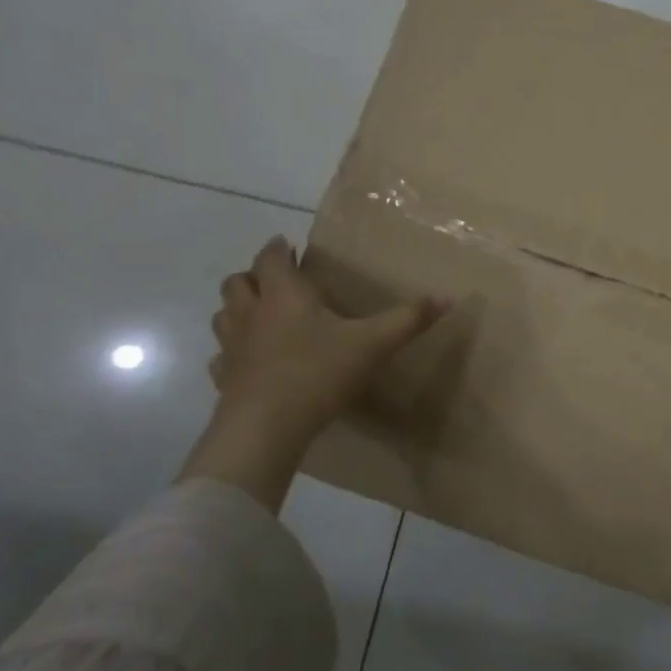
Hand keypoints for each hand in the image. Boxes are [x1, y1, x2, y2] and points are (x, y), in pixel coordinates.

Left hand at [209, 235, 445, 439]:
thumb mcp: (374, 344)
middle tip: (276, 281)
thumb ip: (409, 319)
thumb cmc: (319, 373)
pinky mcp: (224, 378)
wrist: (266, 427)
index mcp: (284, 295)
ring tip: (261, 316)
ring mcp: (232, 347)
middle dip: (254, 276)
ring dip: (238, 309)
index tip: (286, 244)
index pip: (271, 258)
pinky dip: (233, 353)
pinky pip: (222, 357)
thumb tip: (448, 296)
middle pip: (237, 282)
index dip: (278, 248)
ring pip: (224, 315)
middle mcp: (252, 313)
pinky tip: (250, 363)